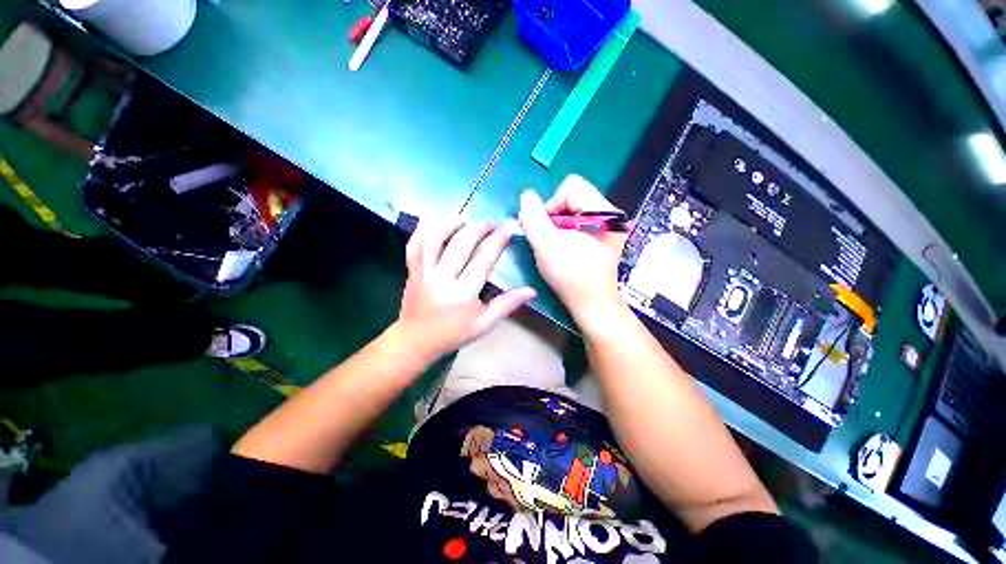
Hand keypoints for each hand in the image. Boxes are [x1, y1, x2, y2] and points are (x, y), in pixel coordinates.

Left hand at [396, 216, 535, 363]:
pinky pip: (415, 244)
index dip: (496, 242)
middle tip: (490, 223)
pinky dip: (425, 229)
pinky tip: (438, 223)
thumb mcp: (484, 324)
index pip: (482, 261)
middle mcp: (441, 279)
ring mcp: (423, 272)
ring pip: (434, 239)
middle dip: (478, 228)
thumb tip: (531, 291)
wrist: (415, 341)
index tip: (506, 231)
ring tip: (465, 219)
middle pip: (460, 244)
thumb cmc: (453, 334)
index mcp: (462, 294)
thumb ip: (507, 305)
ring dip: (450, 223)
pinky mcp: (411, 269)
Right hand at [518, 175, 628, 322]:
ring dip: (558, 226)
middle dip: (554, 217)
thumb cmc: (571, 277)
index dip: (551, 206)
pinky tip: (565, 249)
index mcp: (604, 212)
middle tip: (549, 241)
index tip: (546, 231)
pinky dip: (566, 232)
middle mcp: (611, 214)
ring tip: (557, 247)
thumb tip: (526, 195)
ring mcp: (609, 226)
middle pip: (572, 197)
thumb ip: (533, 218)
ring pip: (573, 210)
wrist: (593, 305)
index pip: (570, 186)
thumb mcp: (546, 246)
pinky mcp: (605, 236)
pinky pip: (578, 221)